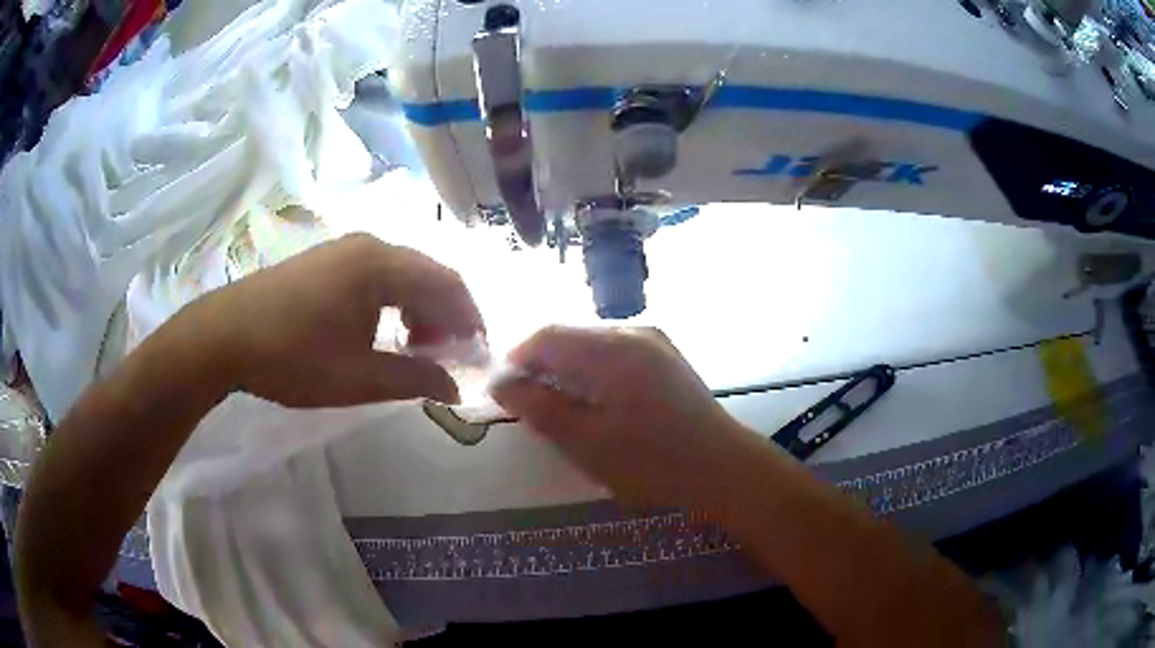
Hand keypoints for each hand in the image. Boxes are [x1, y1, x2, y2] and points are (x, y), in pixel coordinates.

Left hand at [188, 233, 484, 407]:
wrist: (223, 337)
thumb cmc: (293, 356)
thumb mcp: (359, 377)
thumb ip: (415, 380)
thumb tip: (456, 387)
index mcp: (381, 265)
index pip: (448, 283)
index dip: (470, 319)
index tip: (476, 355)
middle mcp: (368, 245)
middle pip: (426, 274)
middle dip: (444, 316)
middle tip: (443, 357)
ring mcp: (342, 249)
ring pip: (399, 274)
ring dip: (416, 310)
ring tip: (410, 348)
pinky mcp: (323, 261)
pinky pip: (373, 275)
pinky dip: (389, 303)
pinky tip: (376, 332)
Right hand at [491, 326, 750, 509]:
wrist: (724, 469)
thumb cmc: (652, 461)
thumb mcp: (586, 442)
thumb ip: (539, 407)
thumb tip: (501, 381)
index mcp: (612, 348)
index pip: (546, 336)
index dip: (516, 359)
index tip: (503, 393)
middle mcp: (634, 332)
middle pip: (570, 336)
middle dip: (542, 366)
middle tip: (530, 406)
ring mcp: (655, 342)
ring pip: (593, 346)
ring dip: (568, 370)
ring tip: (561, 409)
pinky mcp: (667, 358)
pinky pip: (616, 355)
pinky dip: (594, 374)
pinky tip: (598, 405)